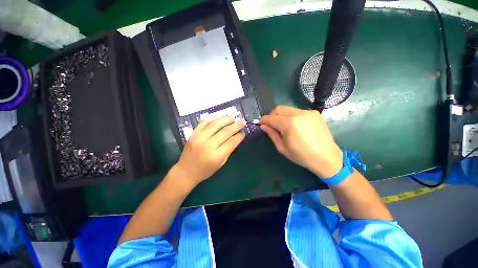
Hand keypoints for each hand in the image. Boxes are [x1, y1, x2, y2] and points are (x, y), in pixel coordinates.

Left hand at [172, 116, 245, 188]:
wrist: (185, 171)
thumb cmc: (205, 170)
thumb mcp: (220, 164)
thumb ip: (228, 150)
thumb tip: (236, 137)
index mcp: (215, 156)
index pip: (231, 142)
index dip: (239, 136)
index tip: (243, 132)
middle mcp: (207, 145)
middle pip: (225, 132)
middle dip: (236, 125)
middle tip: (242, 122)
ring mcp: (199, 138)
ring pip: (215, 124)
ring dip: (226, 119)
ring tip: (233, 118)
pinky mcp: (193, 133)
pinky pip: (204, 121)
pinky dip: (214, 117)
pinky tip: (221, 115)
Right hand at [260, 105, 342, 178]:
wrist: (327, 158)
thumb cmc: (301, 156)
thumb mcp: (282, 147)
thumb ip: (272, 134)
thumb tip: (263, 126)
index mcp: (289, 123)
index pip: (271, 117)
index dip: (264, 120)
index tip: (260, 123)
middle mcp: (298, 113)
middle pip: (279, 109)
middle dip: (271, 115)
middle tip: (270, 124)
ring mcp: (308, 112)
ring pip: (288, 109)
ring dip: (281, 115)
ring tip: (282, 125)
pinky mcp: (315, 113)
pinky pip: (297, 111)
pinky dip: (291, 116)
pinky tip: (294, 125)